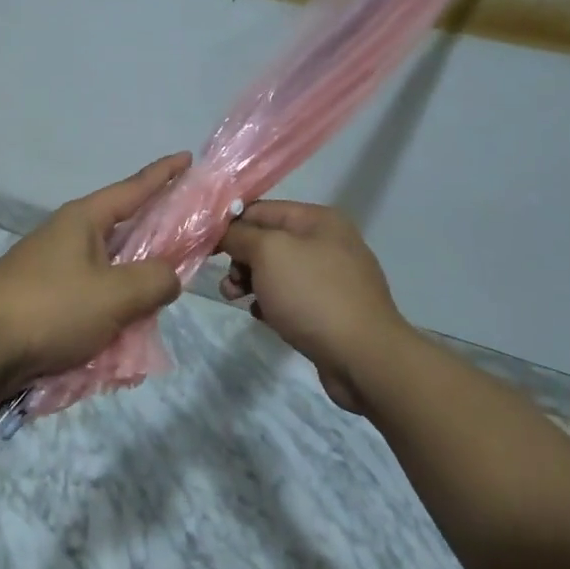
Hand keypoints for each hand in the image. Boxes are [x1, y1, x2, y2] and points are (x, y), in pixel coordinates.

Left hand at [0, 153, 189, 394]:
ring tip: (156, 305)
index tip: (187, 158)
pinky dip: (108, 312)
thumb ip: (155, 280)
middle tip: (187, 249)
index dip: (163, 174)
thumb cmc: (51, 308)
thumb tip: (168, 276)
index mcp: (83, 220)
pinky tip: (121, 336)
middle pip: (122, 230)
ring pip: (106, 270)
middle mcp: (66, 236)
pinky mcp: (41, 298)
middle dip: (154, 240)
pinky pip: (87, 298)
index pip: (133, 189)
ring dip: (131, 286)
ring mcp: (50, 267)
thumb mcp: (115, 295)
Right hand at [218, 200, 412, 412]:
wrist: (364, 358)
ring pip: (277, 271)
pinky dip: (271, 303)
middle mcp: (328, 243)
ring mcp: (332, 278)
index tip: (205, 246)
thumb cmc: (313, 294)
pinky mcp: (331, 310)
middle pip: (268, 241)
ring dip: (250, 282)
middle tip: (228, 282)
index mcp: (318, 220)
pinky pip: (291, 297)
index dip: (231, 224)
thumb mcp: (268, 253)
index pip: (261, 210)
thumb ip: (240, 235)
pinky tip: (262, 316)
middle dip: (240, 259)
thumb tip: (223, 231)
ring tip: (235, 299)